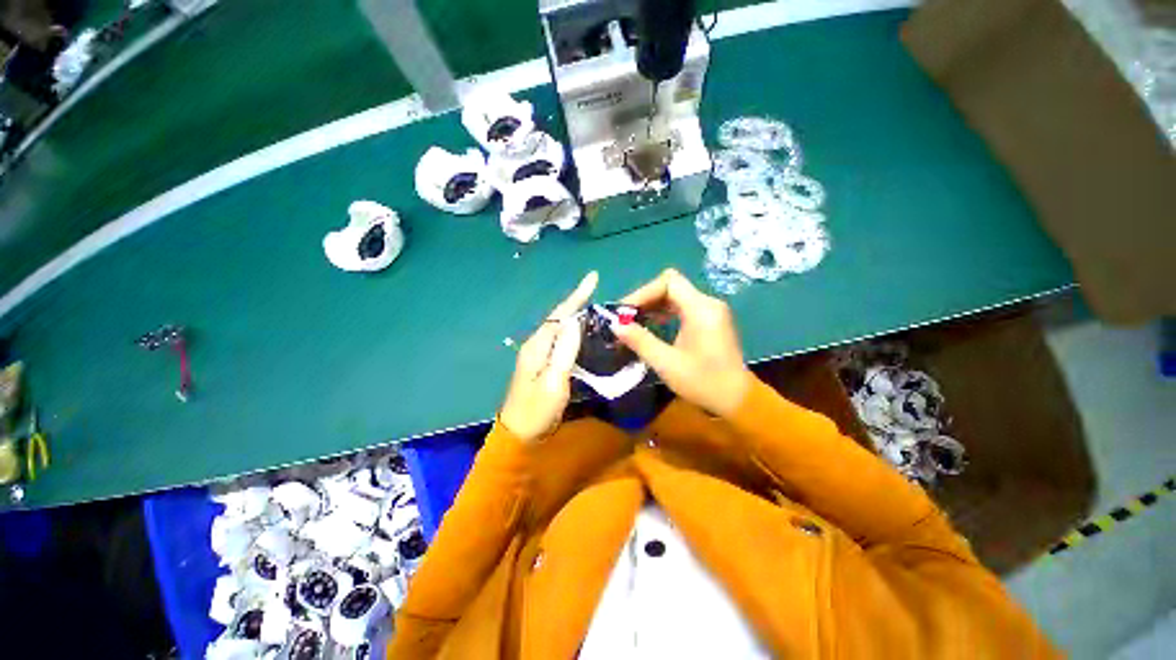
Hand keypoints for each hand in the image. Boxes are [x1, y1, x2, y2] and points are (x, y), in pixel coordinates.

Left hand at [499, 272, 597, 442]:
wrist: (519, 436)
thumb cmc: (537, 411)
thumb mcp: (553, 381)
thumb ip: (563, 351)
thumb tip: (574, 321)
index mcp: (537, 346)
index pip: (559, 314)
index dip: (577, 296)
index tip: (593, 278)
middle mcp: (536, 345)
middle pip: (559, 318)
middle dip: (577, 303)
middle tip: (598, 293)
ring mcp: (538, 355)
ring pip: (559, 329)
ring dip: (576, 317)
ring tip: (596, 309)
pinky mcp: (543, 365)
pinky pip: (560, 341)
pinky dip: (573, 333)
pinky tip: (584, 334)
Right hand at [613, 269, 751, 416]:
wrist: (737, 400)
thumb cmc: (703, 382)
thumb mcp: (666, 363)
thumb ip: (640, 341)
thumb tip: (615, 325)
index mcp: (701, 309)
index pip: (668, 282)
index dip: (643, 292)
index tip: (625, 312)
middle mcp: (707, 303)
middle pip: (671, 287)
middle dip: (645, 299)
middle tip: (625, 317)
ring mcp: (710, 312)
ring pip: (676, 296)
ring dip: (653, 306)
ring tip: (633, 322)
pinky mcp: (710, 321)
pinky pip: (682, 307)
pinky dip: (664, 313)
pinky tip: (652, 326)